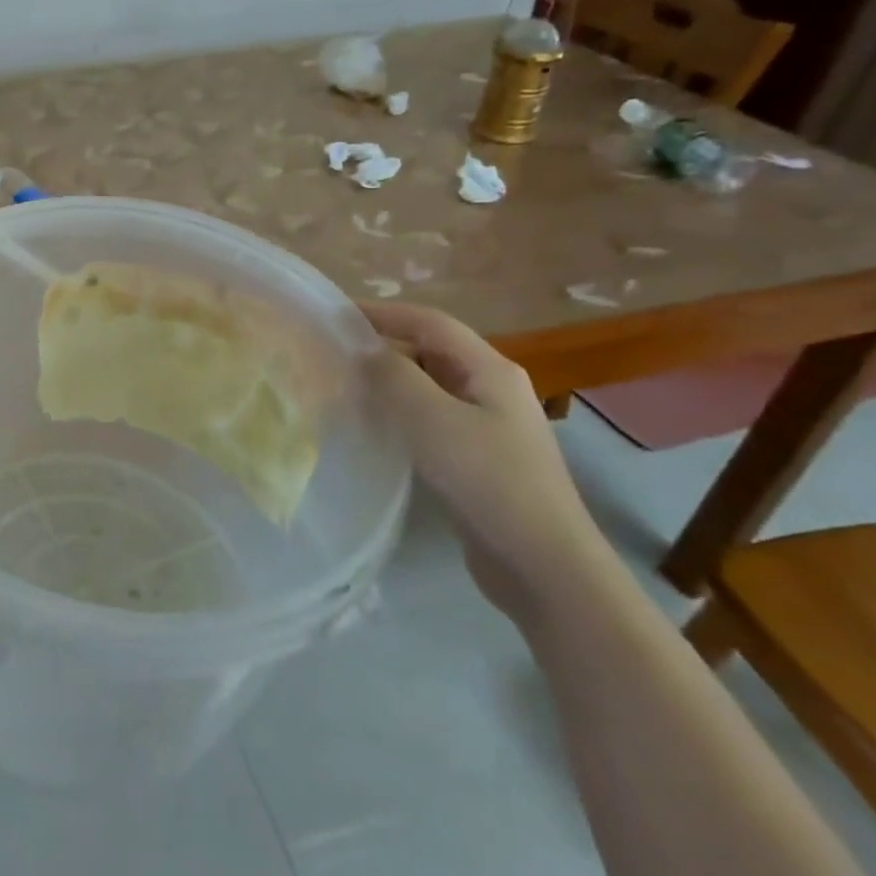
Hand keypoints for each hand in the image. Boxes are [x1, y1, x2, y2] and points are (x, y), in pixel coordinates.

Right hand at [361, 301, 605, 615]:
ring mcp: (489, 425)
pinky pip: (432, 419)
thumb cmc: (487, 480)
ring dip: (390, 381)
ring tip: (344, 386)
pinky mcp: (479, 458)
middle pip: (431, 351)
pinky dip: (401, 413)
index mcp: (490, 369)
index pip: (430, 322)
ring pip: (430, 386)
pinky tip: (375, 428)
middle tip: (333, 353)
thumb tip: (365, 350)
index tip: (335, 313)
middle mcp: (493, 389)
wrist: (542, 563)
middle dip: (383, 345)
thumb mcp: (431, 419)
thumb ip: (393, 376)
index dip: (383, 312)